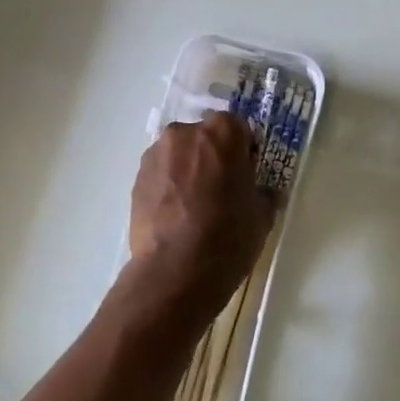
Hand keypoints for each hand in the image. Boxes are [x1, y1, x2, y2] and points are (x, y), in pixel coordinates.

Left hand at [122, 113, 274, 326]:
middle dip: (213, 157)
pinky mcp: (136, 178)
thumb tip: (261, 192)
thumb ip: (263, 193)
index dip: (244, 151)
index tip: (246, 176)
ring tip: (194, 207)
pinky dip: (169, 186)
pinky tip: (176, 216)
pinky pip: (161, 174)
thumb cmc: (227, 237)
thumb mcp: (262, 216)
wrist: (174, 271)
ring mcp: (156, 154)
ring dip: (188, 170)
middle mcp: (185, 133)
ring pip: (180, 155)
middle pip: (205, 138)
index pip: (238, 129)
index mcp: (222, 133)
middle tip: (221, 190)